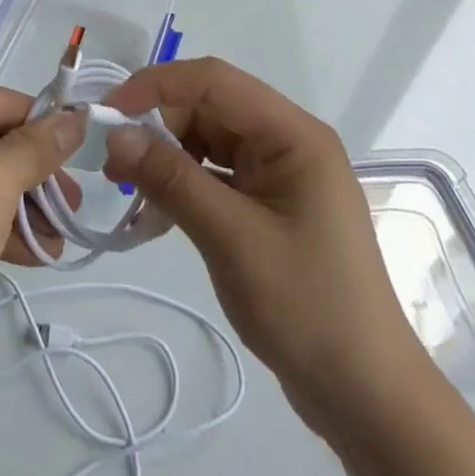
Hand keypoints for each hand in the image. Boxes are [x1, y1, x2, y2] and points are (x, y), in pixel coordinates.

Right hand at [102, 58, 423, 433]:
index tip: (109, 112)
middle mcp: (288, 142)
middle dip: (158, 124)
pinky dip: (184, 184)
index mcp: (293, 134)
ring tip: (128, 188)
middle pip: (210, 107)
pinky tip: (157, 210)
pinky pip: (217, 174)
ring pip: (209, 140)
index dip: (157, 85)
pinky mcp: (270, 204)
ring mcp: (280, 174)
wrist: (365, 394)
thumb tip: (115, 134)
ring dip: (167, 156)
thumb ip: (172, 179)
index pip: (215, 81)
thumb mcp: (231, 238)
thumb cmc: (306, 306)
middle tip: (113, 163)